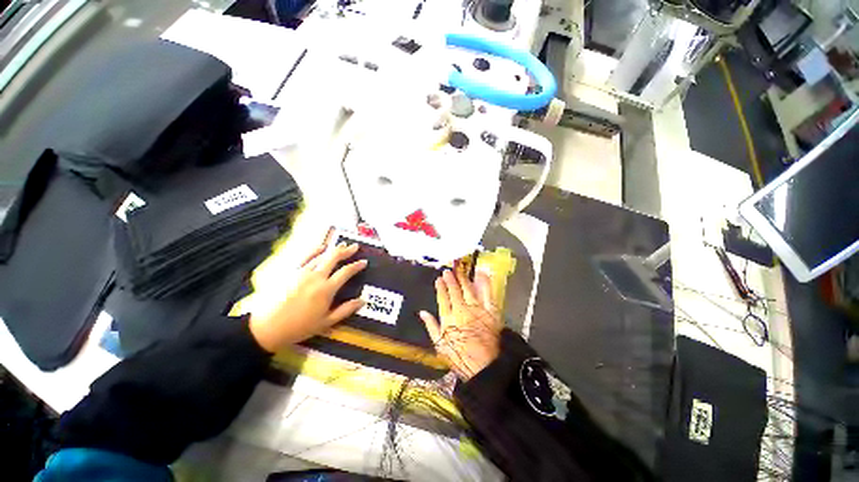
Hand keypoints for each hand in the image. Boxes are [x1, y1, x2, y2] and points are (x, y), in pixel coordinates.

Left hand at [249, 242, 366, 352]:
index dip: (356, 266)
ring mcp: (302, 272)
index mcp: (326, 289)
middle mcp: (316, 277)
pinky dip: (314, 250)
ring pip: (321, 255)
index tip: (364, 262)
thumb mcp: (326, 323)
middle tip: (355, 246)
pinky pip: (305, 256)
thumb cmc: (299, 327)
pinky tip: (321, 246)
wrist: (266, 327)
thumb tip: (363, 300)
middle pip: (334, 258)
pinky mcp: (290, 271)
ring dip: (333, 249)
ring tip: (342, 245)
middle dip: (346, 251)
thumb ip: (345, 310)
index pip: (346, 272)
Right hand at [420, 270, 502, 380]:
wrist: (486, 367)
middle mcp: (461, 310)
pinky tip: (481, 274)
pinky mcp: (491, 311)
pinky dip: (484, 283)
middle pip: (454, 291)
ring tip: (459, 270)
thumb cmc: (461, 358)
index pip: (442, 298)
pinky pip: (487, 294)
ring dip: (463, 278)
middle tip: (448, 271)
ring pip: (468, 289)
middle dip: (450, 279)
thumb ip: (431, 327)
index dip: (440, 288)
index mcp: (448, 319)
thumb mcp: (440, 346)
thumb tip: (423, 313)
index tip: (438, 279)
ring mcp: (477, 309)